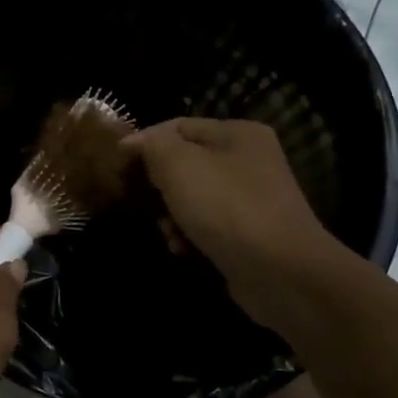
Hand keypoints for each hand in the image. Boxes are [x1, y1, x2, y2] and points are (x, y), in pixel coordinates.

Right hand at [124, 118, 347, 322]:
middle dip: (158, 185)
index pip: (177, 126)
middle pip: (185, 163)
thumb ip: (153, 145)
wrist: (280, 271)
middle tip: (142, 202)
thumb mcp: (178, 164)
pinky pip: (207, 225)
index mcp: (238, 133)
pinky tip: (182, 249)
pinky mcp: (249, 233)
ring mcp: (252, 198)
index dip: (144, 142)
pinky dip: (190, 235)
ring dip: (171, 215)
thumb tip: (136, 143)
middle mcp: (249, 160)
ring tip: (167, 232)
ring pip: (192, 197)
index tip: (116, 165)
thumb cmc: (226, 207)